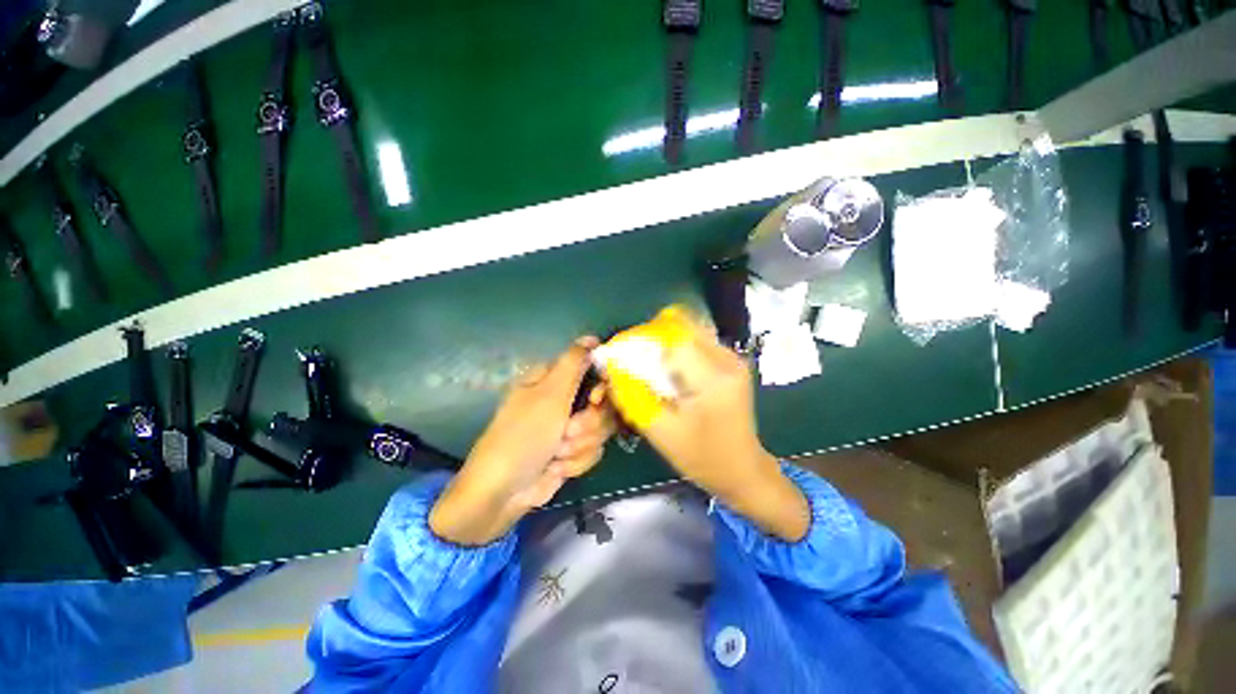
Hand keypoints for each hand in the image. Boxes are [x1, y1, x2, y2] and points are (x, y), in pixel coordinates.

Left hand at [429, 337, 614, 545]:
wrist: (504, 492)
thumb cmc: (524, 435)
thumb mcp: (550, 394)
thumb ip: (574, 363)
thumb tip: (591, 337)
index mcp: (553, 379)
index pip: (593, 369)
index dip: (600, 385)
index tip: (596, 398)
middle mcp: (563, 400)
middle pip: (602, 402)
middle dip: (588, 422)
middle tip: (568, 431)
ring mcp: (569, 427)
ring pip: (601, 428)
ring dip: (581, 444)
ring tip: (557, 453)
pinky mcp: (573, 451)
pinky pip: (593, 450)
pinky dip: (576, 461)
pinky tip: (557, 467)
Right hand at [641, 317, 809, 541]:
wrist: (743, 469)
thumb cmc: (702, 457)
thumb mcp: (661, 432)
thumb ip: (634, 397)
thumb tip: (611, 368)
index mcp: (713, 378)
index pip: (672, 339)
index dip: (642, 339)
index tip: (620, 352)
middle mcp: (727, 360)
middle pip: (681, 330)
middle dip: (650, 339)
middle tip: (630, 358)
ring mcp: (733, 358)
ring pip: (689, 332)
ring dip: (663, 343)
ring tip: (645, 363)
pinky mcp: (731, 362)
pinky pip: (698, 343)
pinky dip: (676, 350)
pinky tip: (666, 369)